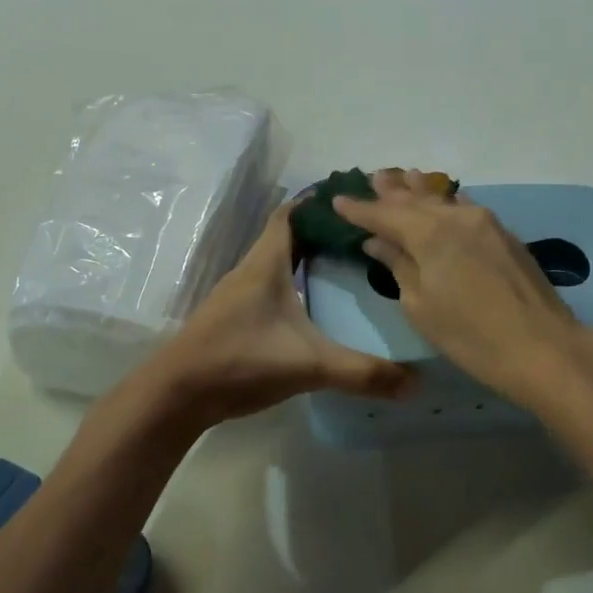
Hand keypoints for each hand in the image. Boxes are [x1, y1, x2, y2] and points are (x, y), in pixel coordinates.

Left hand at [147, 199, 413, 430]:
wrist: (176, 395)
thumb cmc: (240, 361)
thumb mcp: (309, 365)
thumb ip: (362, 373)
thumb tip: (416, 383)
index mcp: (266, 264)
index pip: (290, 214)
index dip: (317, 201)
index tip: (351, 197)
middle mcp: (250, 270)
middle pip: (286, 235)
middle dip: (321, 229)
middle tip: (361, 233)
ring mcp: (237, 294)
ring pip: (276, 261)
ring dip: (305, 256)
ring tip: (345, 263)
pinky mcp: (232, 317)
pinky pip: (268, 285)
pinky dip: (292, 282)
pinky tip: (312, 303)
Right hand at [333, 170, 592, 409]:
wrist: (542, 346)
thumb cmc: (471, 336)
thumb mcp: (421, 306)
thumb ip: (399, 266)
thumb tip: (378, 242)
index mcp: (428, 233)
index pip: (384, 215)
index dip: (359, 210)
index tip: (338, 200)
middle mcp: (455, 216)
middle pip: (415, 200)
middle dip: (391, 191)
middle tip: (373, 177)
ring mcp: (484, 222)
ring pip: (443, 199)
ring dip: (420, 190)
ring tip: (404, 177)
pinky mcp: (504, 234)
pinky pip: (465, 207)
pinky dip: (447, 201)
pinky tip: (445, 200)